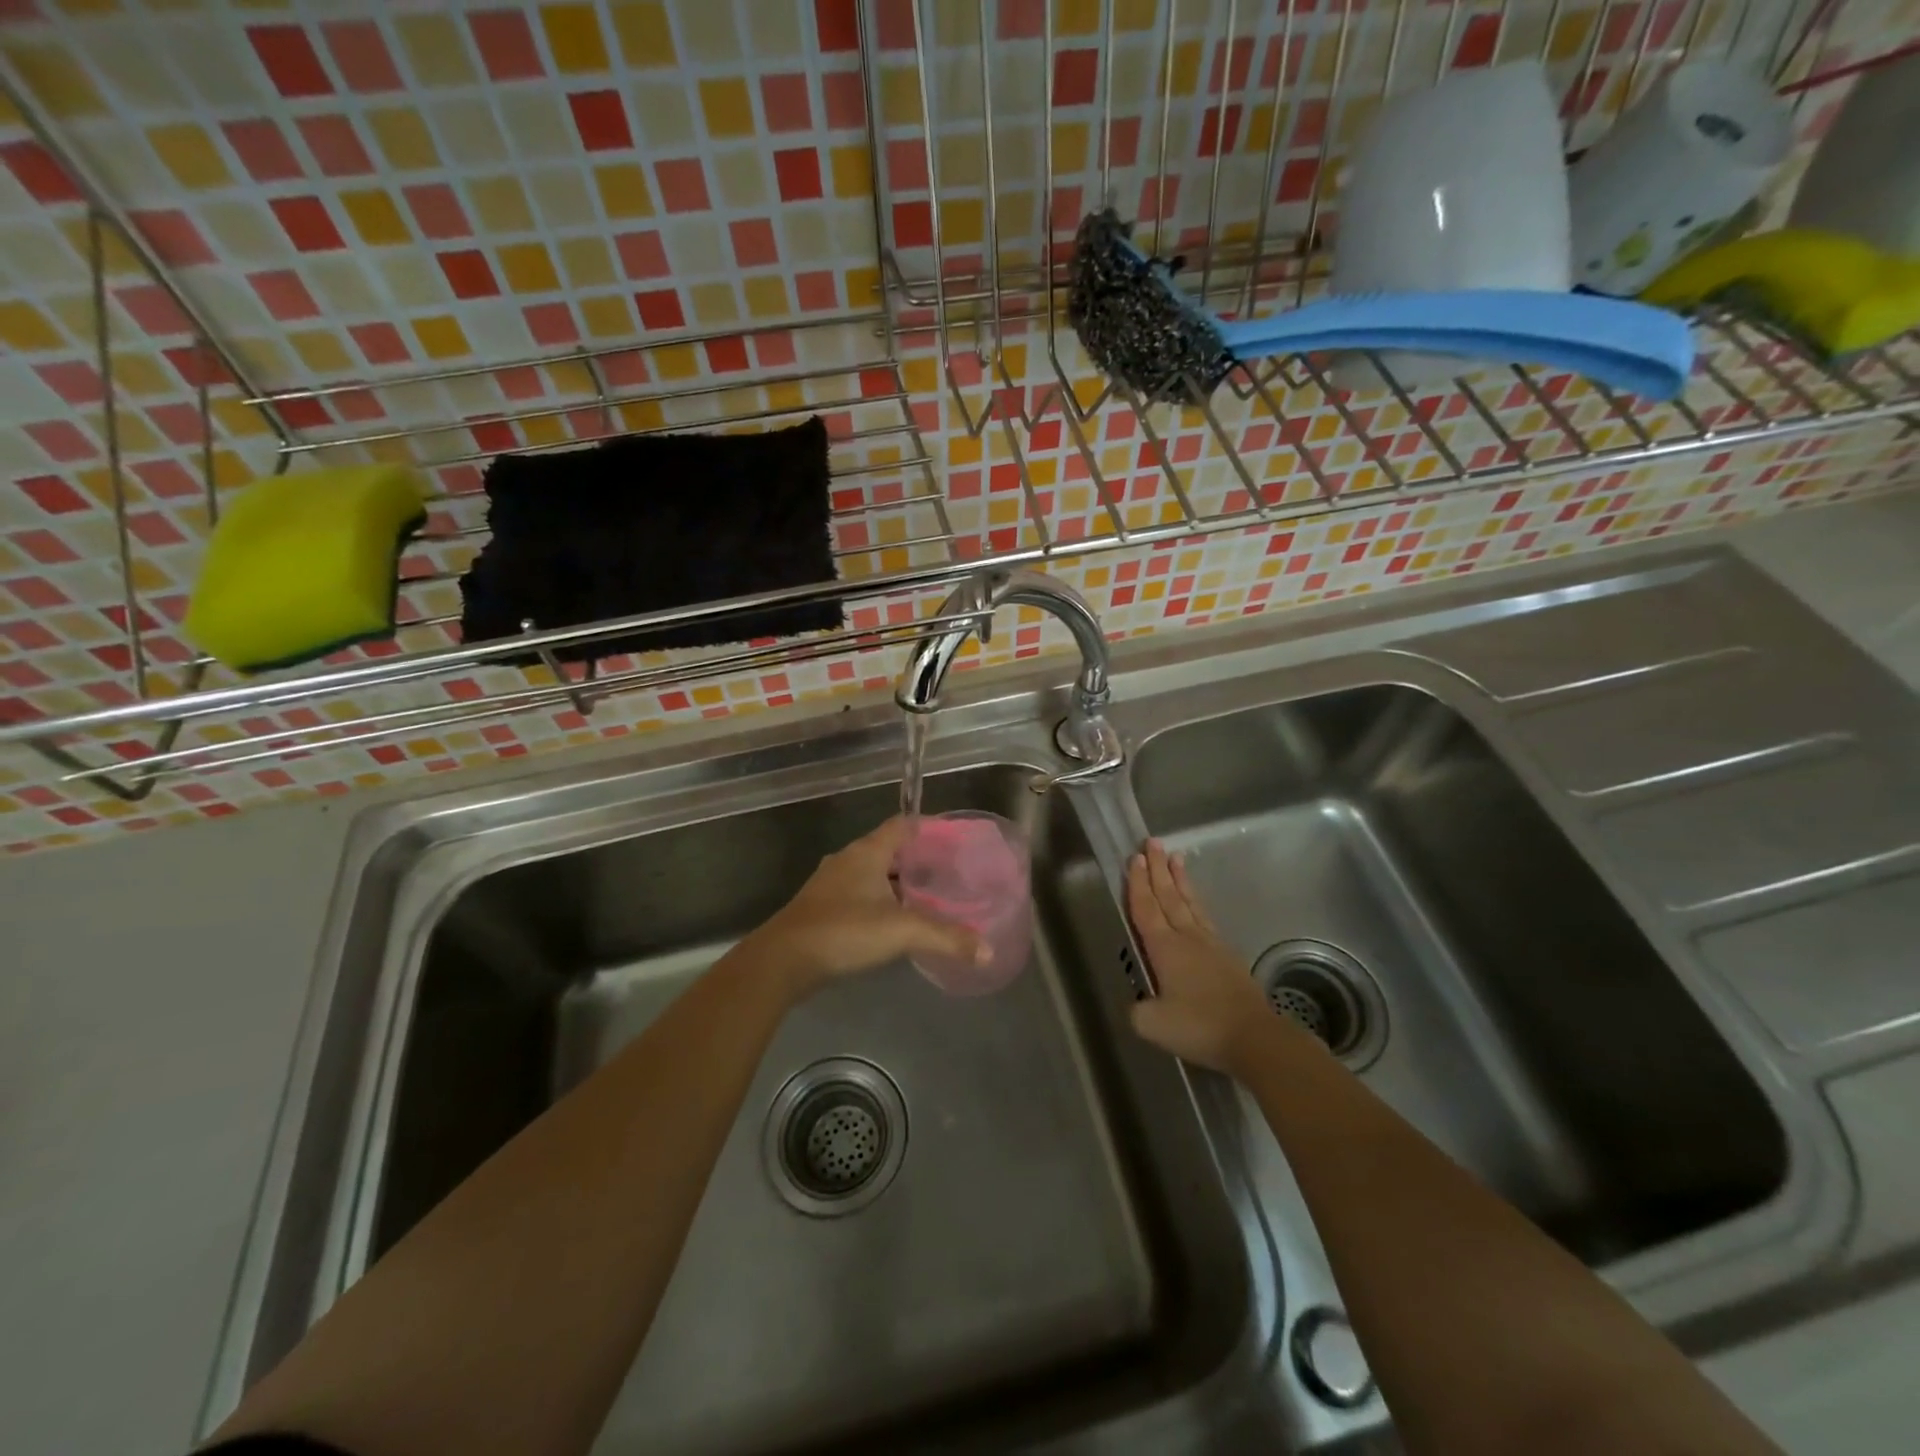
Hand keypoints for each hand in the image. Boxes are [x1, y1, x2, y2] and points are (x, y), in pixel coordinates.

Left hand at [749, 816, 989, 994]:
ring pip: (872, 873)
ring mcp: (831, 883)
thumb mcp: (901, 931)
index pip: (902, 824)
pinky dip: (880, 900)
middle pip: (888, 848)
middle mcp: (848, 860)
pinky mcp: (822, 907)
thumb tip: (987, 951)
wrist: (783, 960)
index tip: (953, 837)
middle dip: (916, 858)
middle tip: (947, 871)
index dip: (927, 826)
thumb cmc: (844, 931)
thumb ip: (946, 938)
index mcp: (867, 852)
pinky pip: (859, 894)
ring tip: (927, 896)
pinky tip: (894, 920)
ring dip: (897, 881)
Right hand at [1126, 839, 1277, 1075]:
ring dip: (1180, 880)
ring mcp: (1210, 944)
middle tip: (1152, 842)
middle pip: (1168, 896)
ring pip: (1190, 903)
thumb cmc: (1199, 1026)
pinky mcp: (1227, 956)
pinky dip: (1196, 903)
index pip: (1146, 908)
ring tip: (1175, 858)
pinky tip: (1196, 904)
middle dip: (1157, 869)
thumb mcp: (1153, 1024)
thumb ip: (1137, 1010)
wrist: (1254, 1036)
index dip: (1137, 883)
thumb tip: (1135, 1003)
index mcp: (1164, 948)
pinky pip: (1205, 918)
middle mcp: (1186, 937)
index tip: (1133, 858)